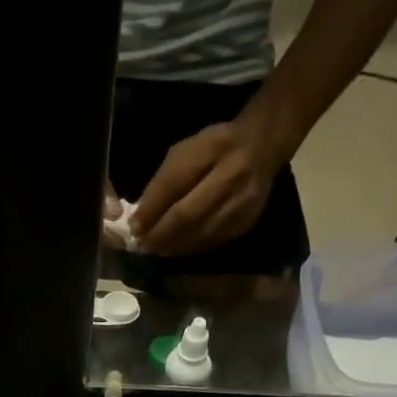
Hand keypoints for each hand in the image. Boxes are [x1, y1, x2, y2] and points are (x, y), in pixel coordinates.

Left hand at [131, 119, 283, 256]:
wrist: (262, 146)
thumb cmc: (214, 147)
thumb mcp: (186, 150)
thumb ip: (164, 181)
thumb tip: (142, 218)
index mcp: (211, 148)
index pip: (174, 183)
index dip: (151, 209)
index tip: (134, 227)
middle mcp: (231, 174)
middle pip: (188, 214)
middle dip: (160, 234)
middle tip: (143, 245)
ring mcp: (242, 201)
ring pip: (200, 233)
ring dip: (174, 246)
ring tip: (157, 250)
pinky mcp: (247, 221)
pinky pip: (213, 241)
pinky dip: (191, 248)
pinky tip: (178, 249)